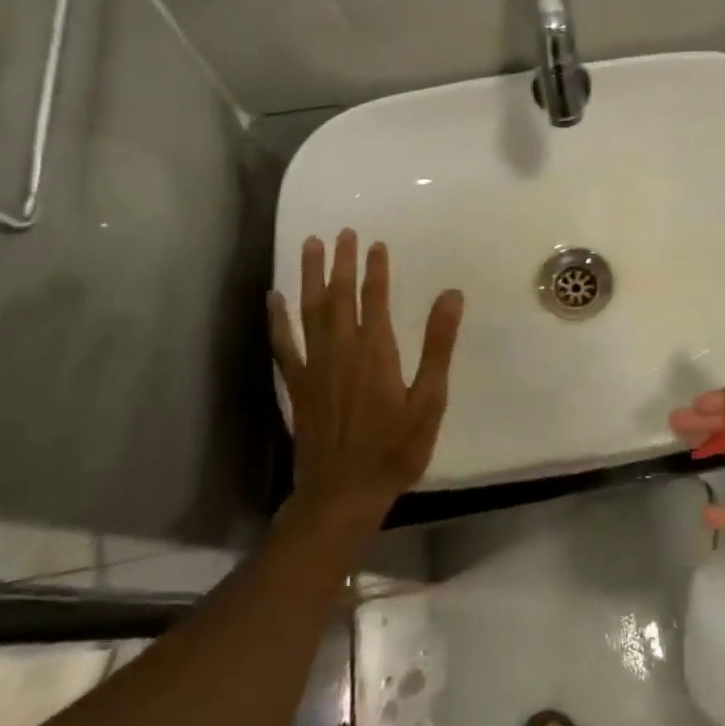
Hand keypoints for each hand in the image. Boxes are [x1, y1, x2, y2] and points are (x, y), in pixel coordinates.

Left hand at [268, 230, 464, 528]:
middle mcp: (341, 350)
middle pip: (339, 295)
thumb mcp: (430, 399)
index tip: (376, 243)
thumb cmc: (395, 448)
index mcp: (376, 350)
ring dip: (309, 276)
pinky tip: (273, 299)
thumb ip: (438, 345)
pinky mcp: (297, 385)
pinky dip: (277, 320)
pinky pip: (284, 344)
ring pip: (309, 310)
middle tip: (341, 232)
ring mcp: (314, 366)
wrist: (342, 494)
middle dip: (341, 262)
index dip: (376, 269)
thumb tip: (451, 295)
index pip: (374, 298)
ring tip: (309, 246)